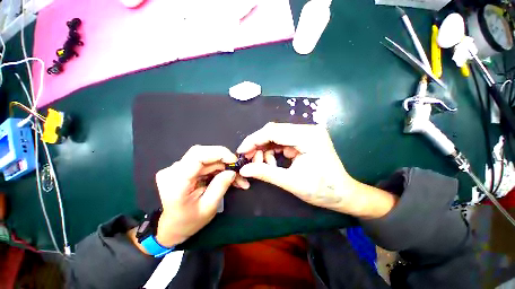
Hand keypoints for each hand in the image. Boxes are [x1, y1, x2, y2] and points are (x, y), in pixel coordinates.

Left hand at [153, 145, 248, 247]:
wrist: (172, 226)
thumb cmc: (189, 221)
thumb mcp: (208, 208)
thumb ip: (220, 187)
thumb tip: (232, 171)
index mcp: (176, 182)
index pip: (197, 155)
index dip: (219, 153)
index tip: (234, 161)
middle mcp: (173, 170)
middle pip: (203, 153)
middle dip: (223, 159)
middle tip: (237, 170)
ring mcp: (177, 168)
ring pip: (206, 157)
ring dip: (223, 164)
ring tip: (235, 176)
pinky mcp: (183, 167)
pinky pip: (204, 162)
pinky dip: (218, 167)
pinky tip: (226, 175)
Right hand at [237, 123, 396, 217]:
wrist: (344, 194)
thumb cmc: (322, 190)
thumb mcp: (291, 182)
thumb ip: (265, 173)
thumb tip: (244, 169)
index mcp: (307, 136)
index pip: (273, 131)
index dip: (253, 140)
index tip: (241, 151)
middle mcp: (307, 130)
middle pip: (274, 132)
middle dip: (258, 146)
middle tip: (250, 161)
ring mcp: (306, 133)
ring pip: (276, 136)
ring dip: (266, 150)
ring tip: (263, 166)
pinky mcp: (304, 139)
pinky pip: (282, 141)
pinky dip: (273, 151)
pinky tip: (272, 163)